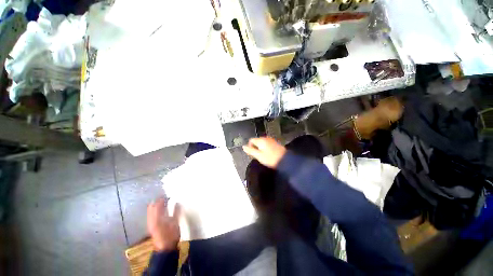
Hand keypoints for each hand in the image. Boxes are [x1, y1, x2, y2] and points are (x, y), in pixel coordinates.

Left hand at [147, 198, 180, 251]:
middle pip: (152, 206)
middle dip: (158, 200)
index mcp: (158, 218)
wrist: (164, 249)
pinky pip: (151, 215)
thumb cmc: (171, 235)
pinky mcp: (151, 226)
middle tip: (166, 196)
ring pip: (151, 210)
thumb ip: (176, 212)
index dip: (162, 199)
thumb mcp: (175, 223)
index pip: (158, 205)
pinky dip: (155, 210)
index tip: (168, 194)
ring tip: (163, 201)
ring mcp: (150, 223)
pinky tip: (161, 209)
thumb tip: (177, 202)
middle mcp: (152, 219)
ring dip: (156, 205)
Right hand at [243, 137, 286, 168]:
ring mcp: (271, 140)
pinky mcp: (275, 143)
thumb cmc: (270, 158)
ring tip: (263, 156)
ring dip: (260, 148)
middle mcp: (266, 138)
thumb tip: (243, 147)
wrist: (285, 160)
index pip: (251, 140)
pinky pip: (267, 144)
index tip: (252, 153)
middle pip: (256, 141)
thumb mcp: (258, 156)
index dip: (249, 146)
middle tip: (257, 155)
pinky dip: (265, 148)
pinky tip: (268, 154)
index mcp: (261, 140)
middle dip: (255, 147)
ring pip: (262, 143)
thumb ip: (250, 150)